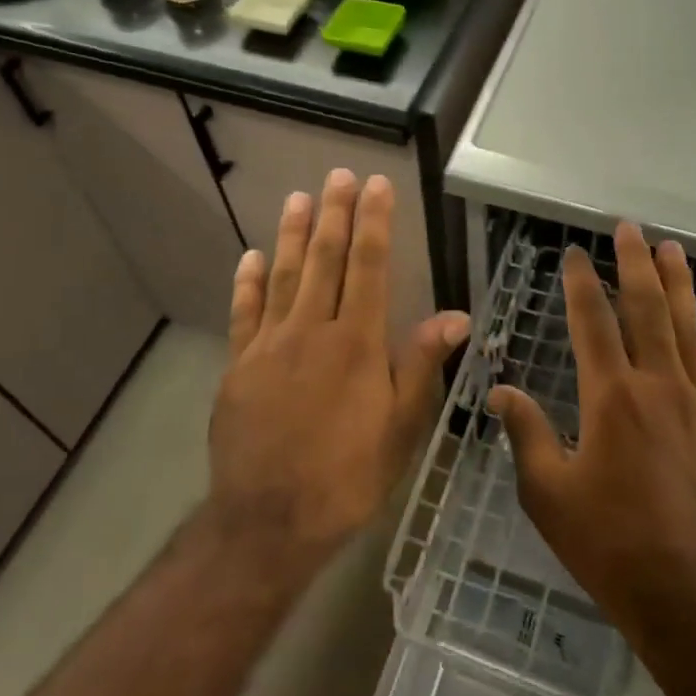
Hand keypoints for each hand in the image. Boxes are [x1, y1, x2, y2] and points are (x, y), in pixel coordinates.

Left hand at [208, 169, 470, 567]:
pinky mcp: (239, 366)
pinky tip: (252, 256)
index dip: (374, 222)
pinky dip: (248, 282)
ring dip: (294, 234)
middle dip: (335, 213)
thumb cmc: (348, 476)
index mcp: (357, 342)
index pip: (368, 267)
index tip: (377, 185)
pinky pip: (245, 314)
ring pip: (284, 276)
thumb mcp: (401, 427)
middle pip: (326, 260)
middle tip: (339, 175)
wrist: (269, 521)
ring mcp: (270, 346)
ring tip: (299, 197)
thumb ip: (422, 364)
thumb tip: (456, 314)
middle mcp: (312, 330)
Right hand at [491, 223, 695, 648]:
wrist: (693, 597)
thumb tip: (499, 392)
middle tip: (630, 229)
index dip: (580, 283)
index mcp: (610, 396)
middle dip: (636, 265)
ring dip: (682, 287)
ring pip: (690, 332)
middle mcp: (658, 387)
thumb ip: (525, 434)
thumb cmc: (611, 545)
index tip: (574, 253)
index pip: (592, 322)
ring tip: (675, 251)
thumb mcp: (548, 493)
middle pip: (647, 310)